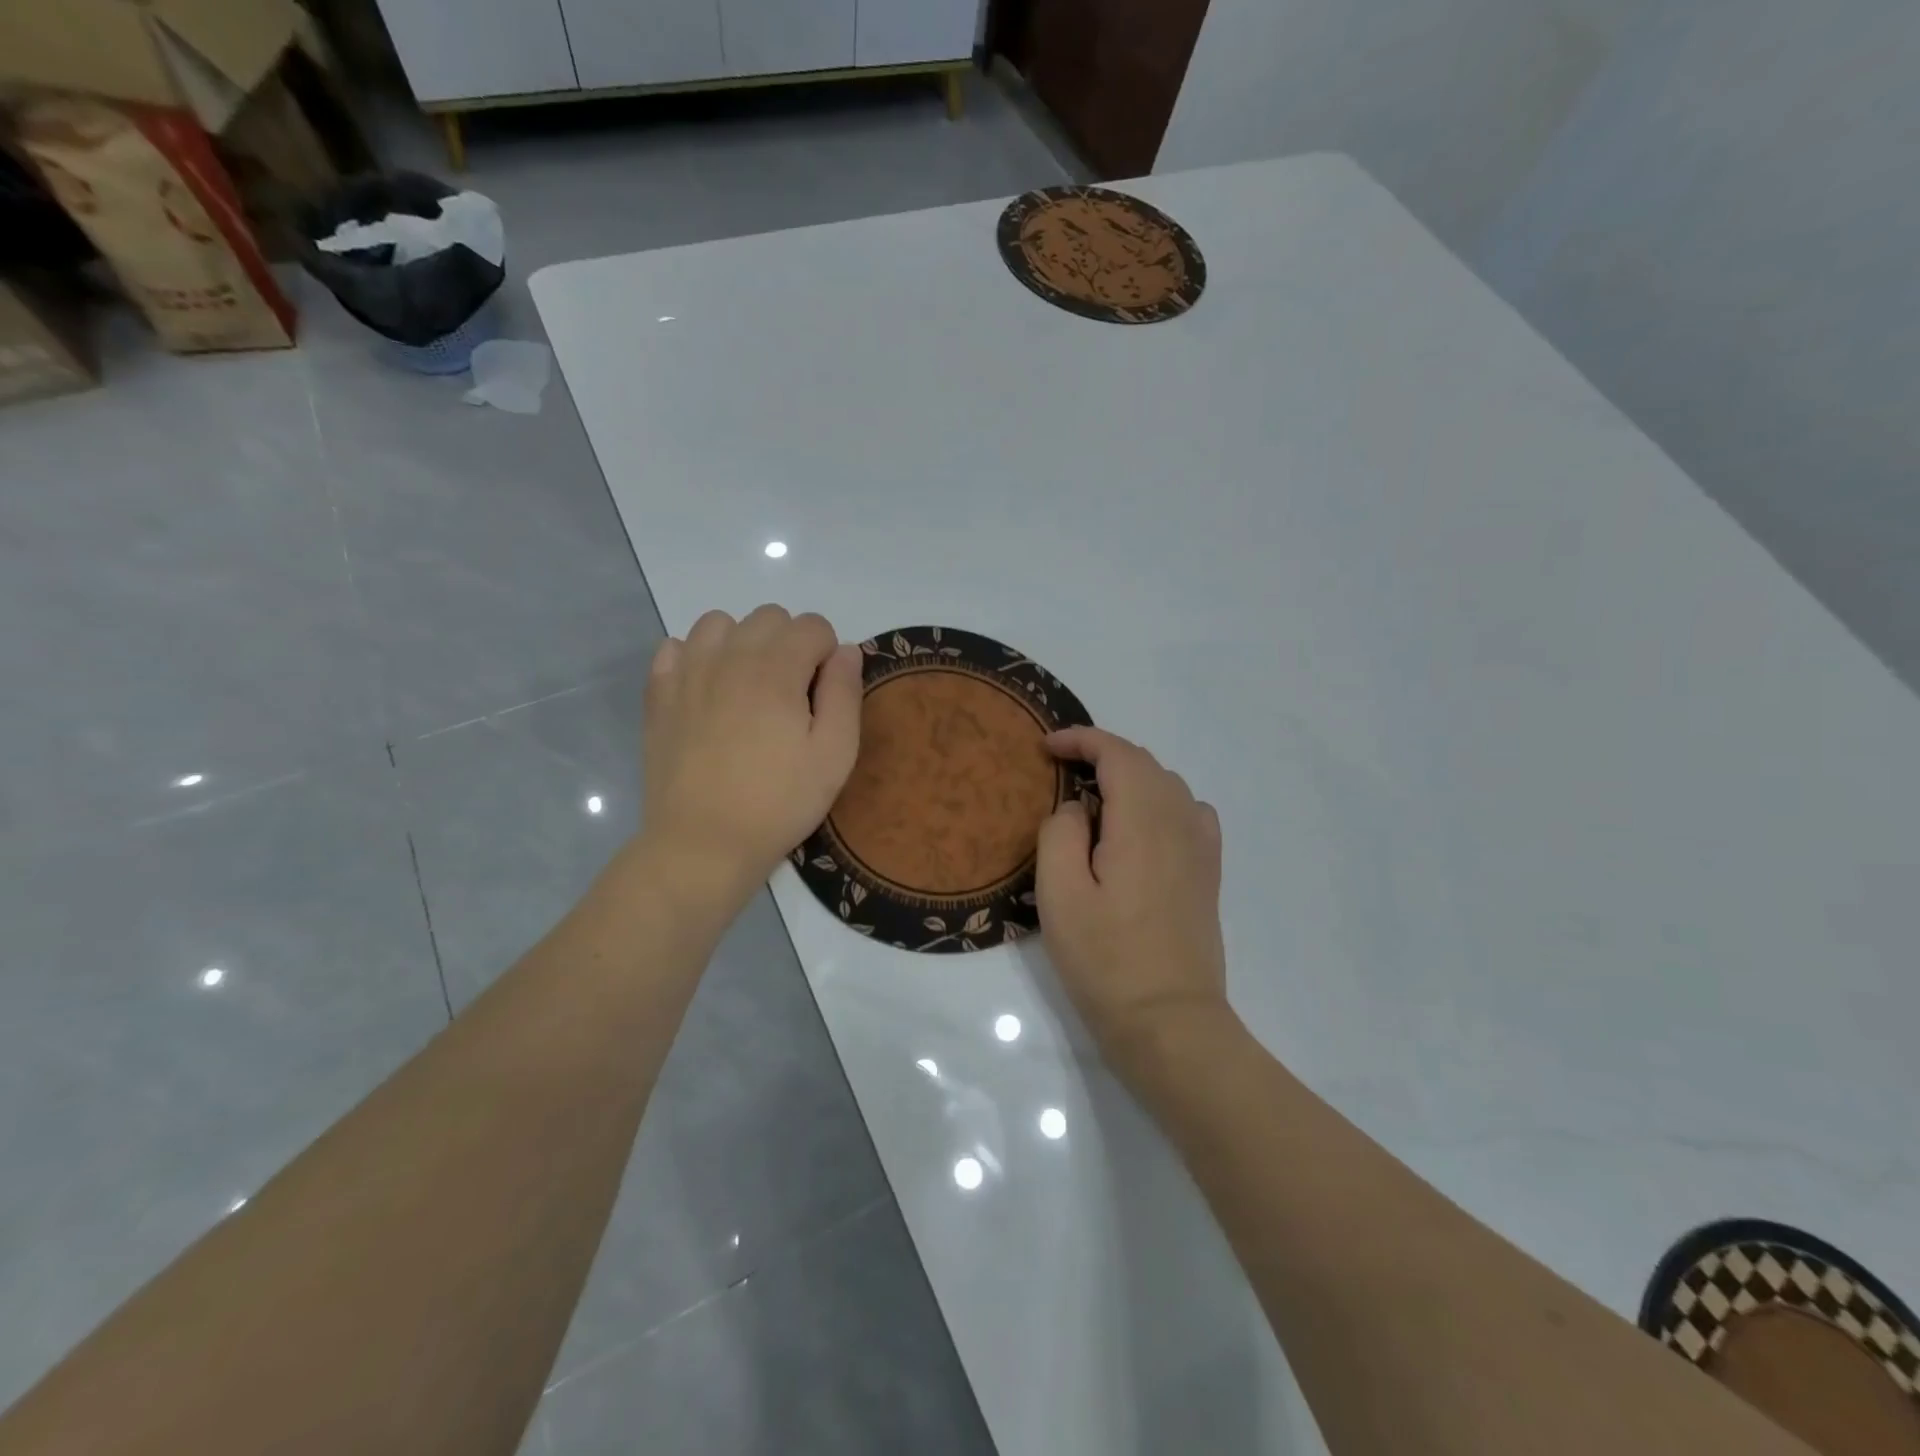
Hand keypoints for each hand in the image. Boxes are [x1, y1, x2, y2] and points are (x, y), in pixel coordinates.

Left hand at [641, 606, 862, 906]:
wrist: (703, 843)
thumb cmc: (779, 802)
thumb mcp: (835, 754)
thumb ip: (845, 692)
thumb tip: (847, 650)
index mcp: (777, 668)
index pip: (813, 625)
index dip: (828, 655)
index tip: (824, 696)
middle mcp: (729, 655)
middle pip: (769, 617)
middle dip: (789, 643)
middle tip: (792, 695)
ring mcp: (687, 671)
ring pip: (720, 623)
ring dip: (743, 642)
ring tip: (749, 687)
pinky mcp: (659, 693)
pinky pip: (678, 646)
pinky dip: (698, 657)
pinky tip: (709, 692)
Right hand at [1036, 727, 1230, 1074]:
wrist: (1169, 1021)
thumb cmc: (1105, 959)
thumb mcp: (1059, 894)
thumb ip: (1061, 833)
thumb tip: (1078, 808)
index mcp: (1142, 821)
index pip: (1117, 754)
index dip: (1081, 739)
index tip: (1047, 746)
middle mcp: (1180, 822)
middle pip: (1144, 763)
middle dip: (1102, 755)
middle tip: (1061, 771)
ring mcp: (1201, 847)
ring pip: (1168, 785)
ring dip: (1130, 777)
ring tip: (1094, 799)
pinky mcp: (1208, 872)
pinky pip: (1188, 812)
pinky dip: (1159, 800)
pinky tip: (1141, 827)